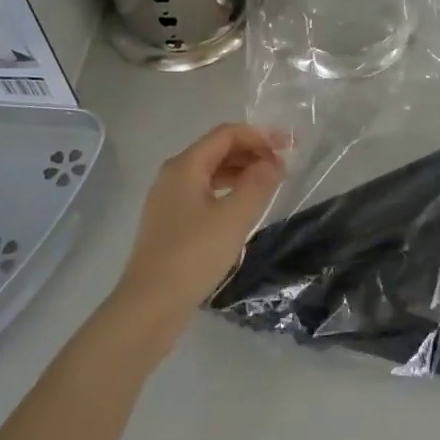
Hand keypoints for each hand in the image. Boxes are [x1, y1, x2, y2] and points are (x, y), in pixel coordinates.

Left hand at [112, 123, 286, 330]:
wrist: (150, 305)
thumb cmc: (193, 255)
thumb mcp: (234, 217)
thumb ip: (258, 184)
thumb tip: (273, 163)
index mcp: (185, 166)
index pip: (227, 134)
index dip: (260, 135)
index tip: (289, 147)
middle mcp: (173, 175)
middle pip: (217, 150)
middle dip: (252, 152)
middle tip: (283, 167)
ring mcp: (168, 199)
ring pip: (211, 172)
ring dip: (242, 172)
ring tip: (269, 186)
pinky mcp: (170, 222)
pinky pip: (204, 193)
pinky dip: (228, 191)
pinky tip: (243, 208)